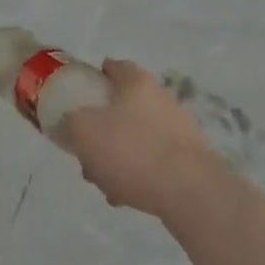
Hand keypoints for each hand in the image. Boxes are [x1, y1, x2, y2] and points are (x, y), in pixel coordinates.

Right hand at [60, 59, 216, 216]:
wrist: (192, 195)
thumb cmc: (132, 150)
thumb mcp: (84, 130)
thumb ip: (71, 121)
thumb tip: (73, 123)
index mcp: (136, 82)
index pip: (113, 67)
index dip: (94, 78)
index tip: (80, 96)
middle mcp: (161, 99)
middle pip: (123, 107)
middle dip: (103, 128)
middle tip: (87, 150)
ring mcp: (180, 131)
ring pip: (137, 138)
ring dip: (118, 156)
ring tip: (104, 183)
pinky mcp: (191, 162)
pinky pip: (154, 163)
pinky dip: (139, 175)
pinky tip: (126, 197)